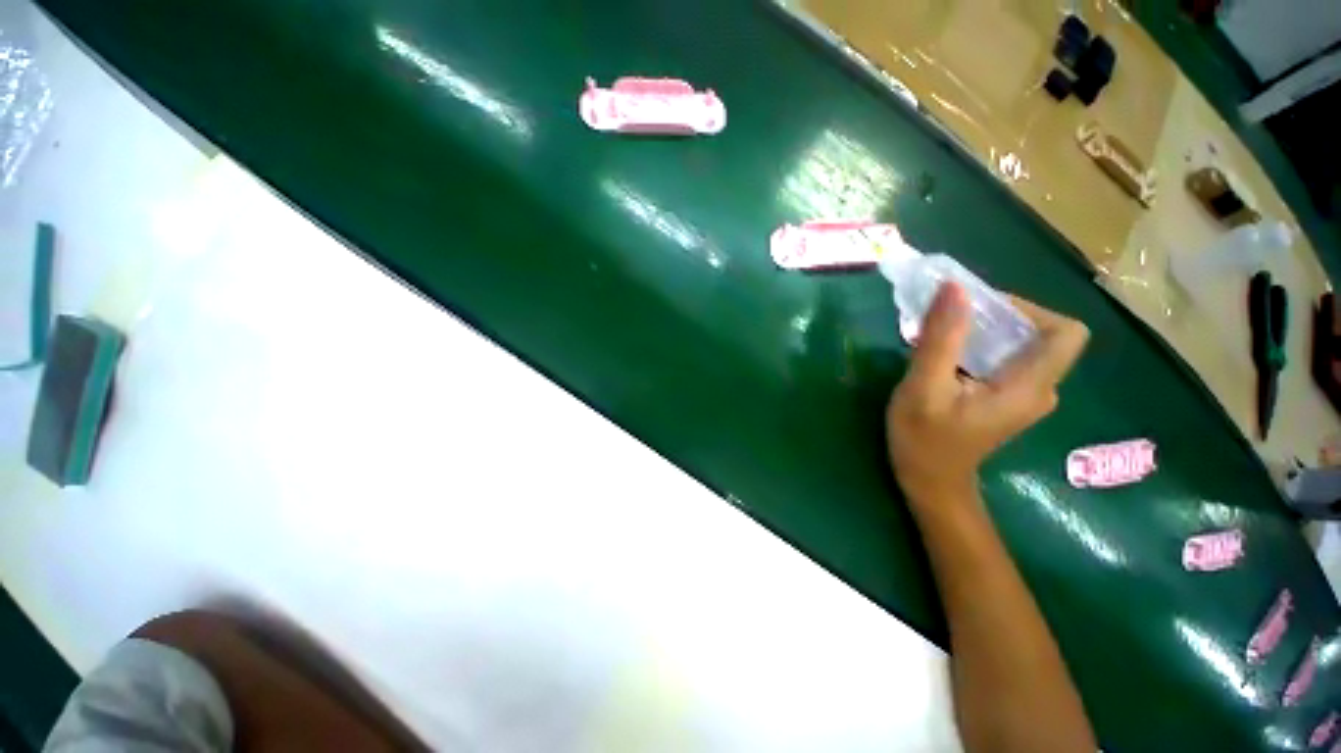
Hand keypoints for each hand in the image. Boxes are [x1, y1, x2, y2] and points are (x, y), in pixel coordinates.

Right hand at [887, 283, 1088, 510]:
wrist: (929, 481)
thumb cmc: (924, 439)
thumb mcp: (923, 388)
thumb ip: (941, 339)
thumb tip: (954, 288)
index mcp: (1029, 387)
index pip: (1065, 332)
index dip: (1028, 309)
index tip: (980, 308)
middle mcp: (1039, 389)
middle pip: (1040, 335)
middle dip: (997, 317)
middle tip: (949, 318)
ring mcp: (1024, 396)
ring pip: (1020, 346)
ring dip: (983, 331)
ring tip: (940, 333)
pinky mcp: (1007, 399)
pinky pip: (1004, 359)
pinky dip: (978, 347)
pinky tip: (944, 355)